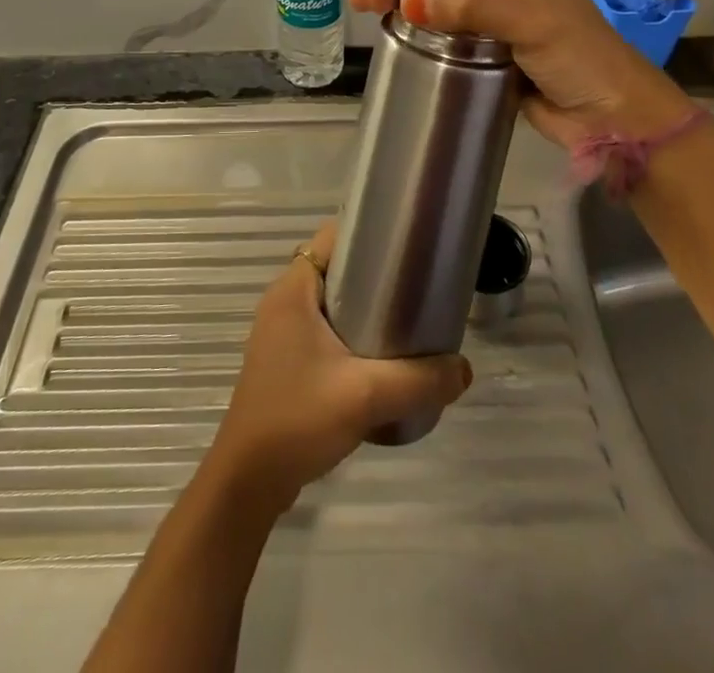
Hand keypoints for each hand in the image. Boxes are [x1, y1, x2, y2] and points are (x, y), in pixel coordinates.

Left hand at [205, 220, 472, 511]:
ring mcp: (282, 333)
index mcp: (293, 289)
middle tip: (416, 285)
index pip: (332, 236)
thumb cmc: (298, 419)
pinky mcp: (286, 361)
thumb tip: (464, 369)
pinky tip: (380, 359)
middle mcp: (284, 302)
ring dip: (364, 307)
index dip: (368, 233)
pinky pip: (324, 330)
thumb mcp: (366, 396)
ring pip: (331, 302)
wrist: (249, 481)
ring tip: (407, 320)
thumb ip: (419, 380)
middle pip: (335, 267)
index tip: (407, 244)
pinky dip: (351, 334)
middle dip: (375, 273)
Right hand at [347, 0, 691, 147]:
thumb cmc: (582, 57)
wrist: (612, 120)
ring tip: (368, 10)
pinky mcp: (483, 45)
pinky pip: (442, 27)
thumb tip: (407, 2)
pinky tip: (390, 31)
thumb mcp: (533, 18)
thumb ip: (475, 2)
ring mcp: (493, 10)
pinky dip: (414, 25)